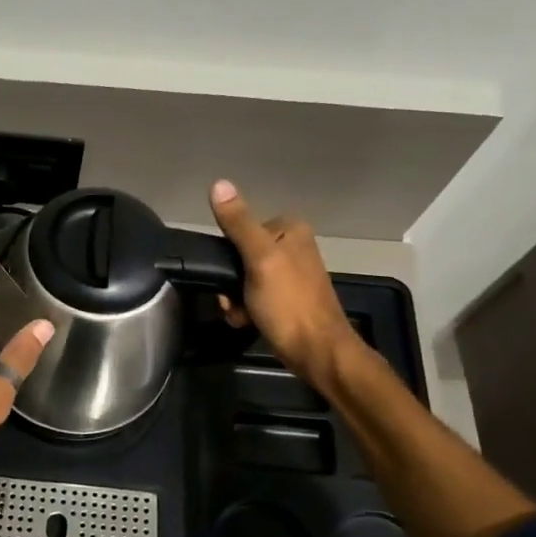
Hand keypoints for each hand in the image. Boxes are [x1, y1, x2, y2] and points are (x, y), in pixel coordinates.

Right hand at [208, 179, 361, 390]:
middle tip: (232, 300)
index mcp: (290, 230)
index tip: (228, 275)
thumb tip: (219, 183)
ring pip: (243, 278)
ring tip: (241, 314)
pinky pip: (253, 296)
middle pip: (240, 255)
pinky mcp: (287, 299)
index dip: (228, 254)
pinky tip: (247, 321)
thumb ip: (238, 223)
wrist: (316, 352)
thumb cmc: (289, 304)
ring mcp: (290, 274)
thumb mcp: (260, 259)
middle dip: (230, 281)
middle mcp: (293, 247)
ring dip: (234, 298)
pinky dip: (245, 309)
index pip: (241, 229)